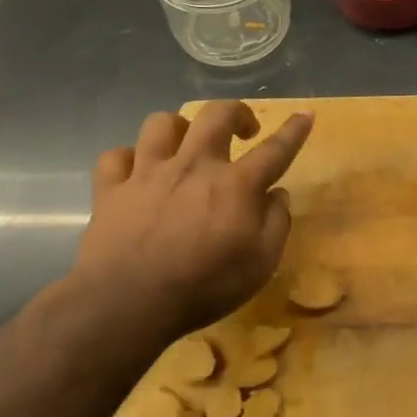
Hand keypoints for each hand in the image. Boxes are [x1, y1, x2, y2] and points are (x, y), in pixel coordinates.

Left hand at [67, 101, 312, 347]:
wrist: (128, 303)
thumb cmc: (204, 287)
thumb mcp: (261, 264)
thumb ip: (276, 224)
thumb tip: (278, 195)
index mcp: (235, 185)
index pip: (275, 149)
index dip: (294, 130)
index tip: (305, 114)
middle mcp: (193, 166)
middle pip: (216, 115)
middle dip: (235, 112)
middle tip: (243, 129)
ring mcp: (148, 173)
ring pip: (161, 123)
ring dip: (179, 127)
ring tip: (185, 145)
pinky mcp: (111, 190)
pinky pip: (116, 157)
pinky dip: (128, 160)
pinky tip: (135, 173)